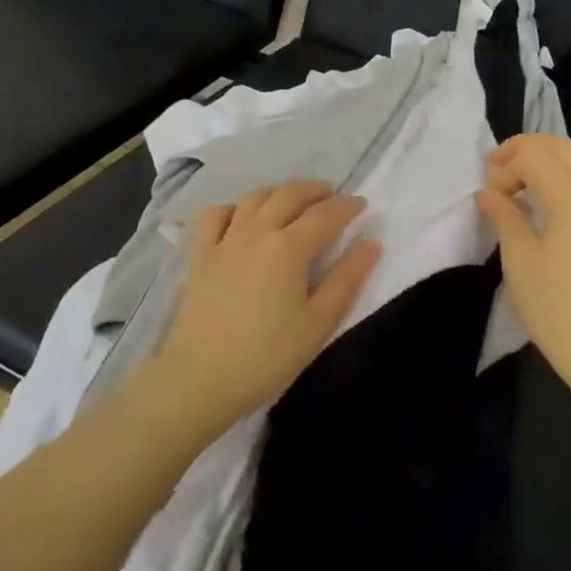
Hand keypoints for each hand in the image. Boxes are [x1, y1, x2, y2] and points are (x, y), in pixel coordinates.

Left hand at [152, 180, 380, 429]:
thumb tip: (371, 244)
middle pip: (289, 194)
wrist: (201, 379)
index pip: (325, 215)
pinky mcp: (200, 255)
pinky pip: (214, 215)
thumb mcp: (318, 323)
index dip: (347, 206)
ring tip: (294, 201)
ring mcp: (224, 240)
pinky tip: (242, 218)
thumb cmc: (267, 356)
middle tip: (333, 197)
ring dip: (280, 192)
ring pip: (254, 197)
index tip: (362, 206)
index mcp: (289, 247)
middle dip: (316, 190)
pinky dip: (234, 207)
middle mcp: (256, 231)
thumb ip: (347, 279)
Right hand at [475, 134, 570, 398]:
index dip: (505, 168)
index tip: (488, 197)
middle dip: (527, 152)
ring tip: (538, 184)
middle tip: (499, 175)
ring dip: (563, 163)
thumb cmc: (553, 306)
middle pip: (563, 149)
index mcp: (570, 197)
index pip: (534, 156)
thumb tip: (489, 192)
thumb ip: (504, 215)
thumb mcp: (518, 258)